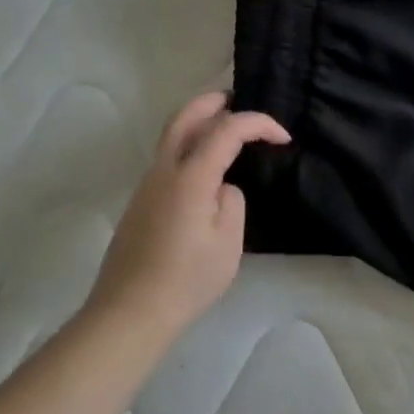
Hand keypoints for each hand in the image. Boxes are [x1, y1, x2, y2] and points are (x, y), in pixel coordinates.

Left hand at [89, 93, 289, 335]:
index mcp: (190, 176)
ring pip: (171, 135)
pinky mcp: (140, 202)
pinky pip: (167, 158)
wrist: (130, 311)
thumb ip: (232, 202)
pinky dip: (189, 145)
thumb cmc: (187, 279)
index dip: (259, 124)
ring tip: (225, 130)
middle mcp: (164, 170)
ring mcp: (146, 185)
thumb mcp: (229, 243)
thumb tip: (221, 188)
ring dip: (199, 122)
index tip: (283, 138)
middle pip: (185, 116)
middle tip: (238, 101)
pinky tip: (205, 168)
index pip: (227, 129)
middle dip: (214, 102)